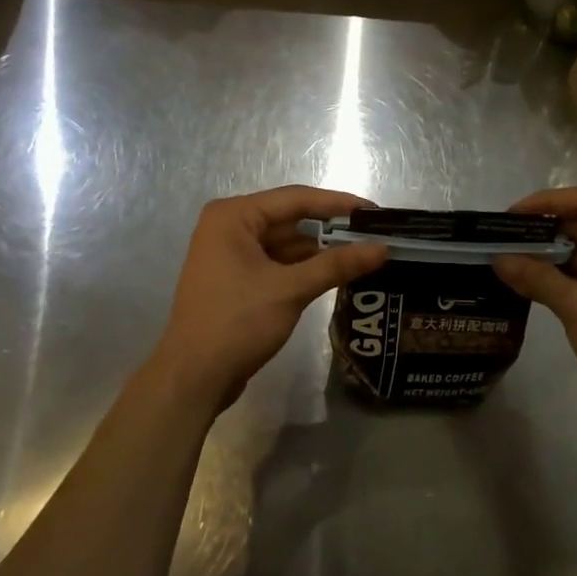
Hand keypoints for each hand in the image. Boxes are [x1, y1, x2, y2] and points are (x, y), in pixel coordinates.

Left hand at [151, 186, 389, 411]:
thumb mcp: (291, 290)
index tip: (374, 212)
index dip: (338, 204)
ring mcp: (229, 254)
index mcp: (233, 216)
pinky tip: (334, 275)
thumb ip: (337, 265)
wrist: (194, 376)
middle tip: (373, 235)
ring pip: (285, 244)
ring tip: (362, 255)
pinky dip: (303, 268)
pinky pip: (276, 263)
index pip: (296, 199)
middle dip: (330, 229)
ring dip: (319, 251)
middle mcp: (228, 227)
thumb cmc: (237, 322)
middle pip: (290, 219)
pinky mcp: (235, 279)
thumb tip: (382, 248)